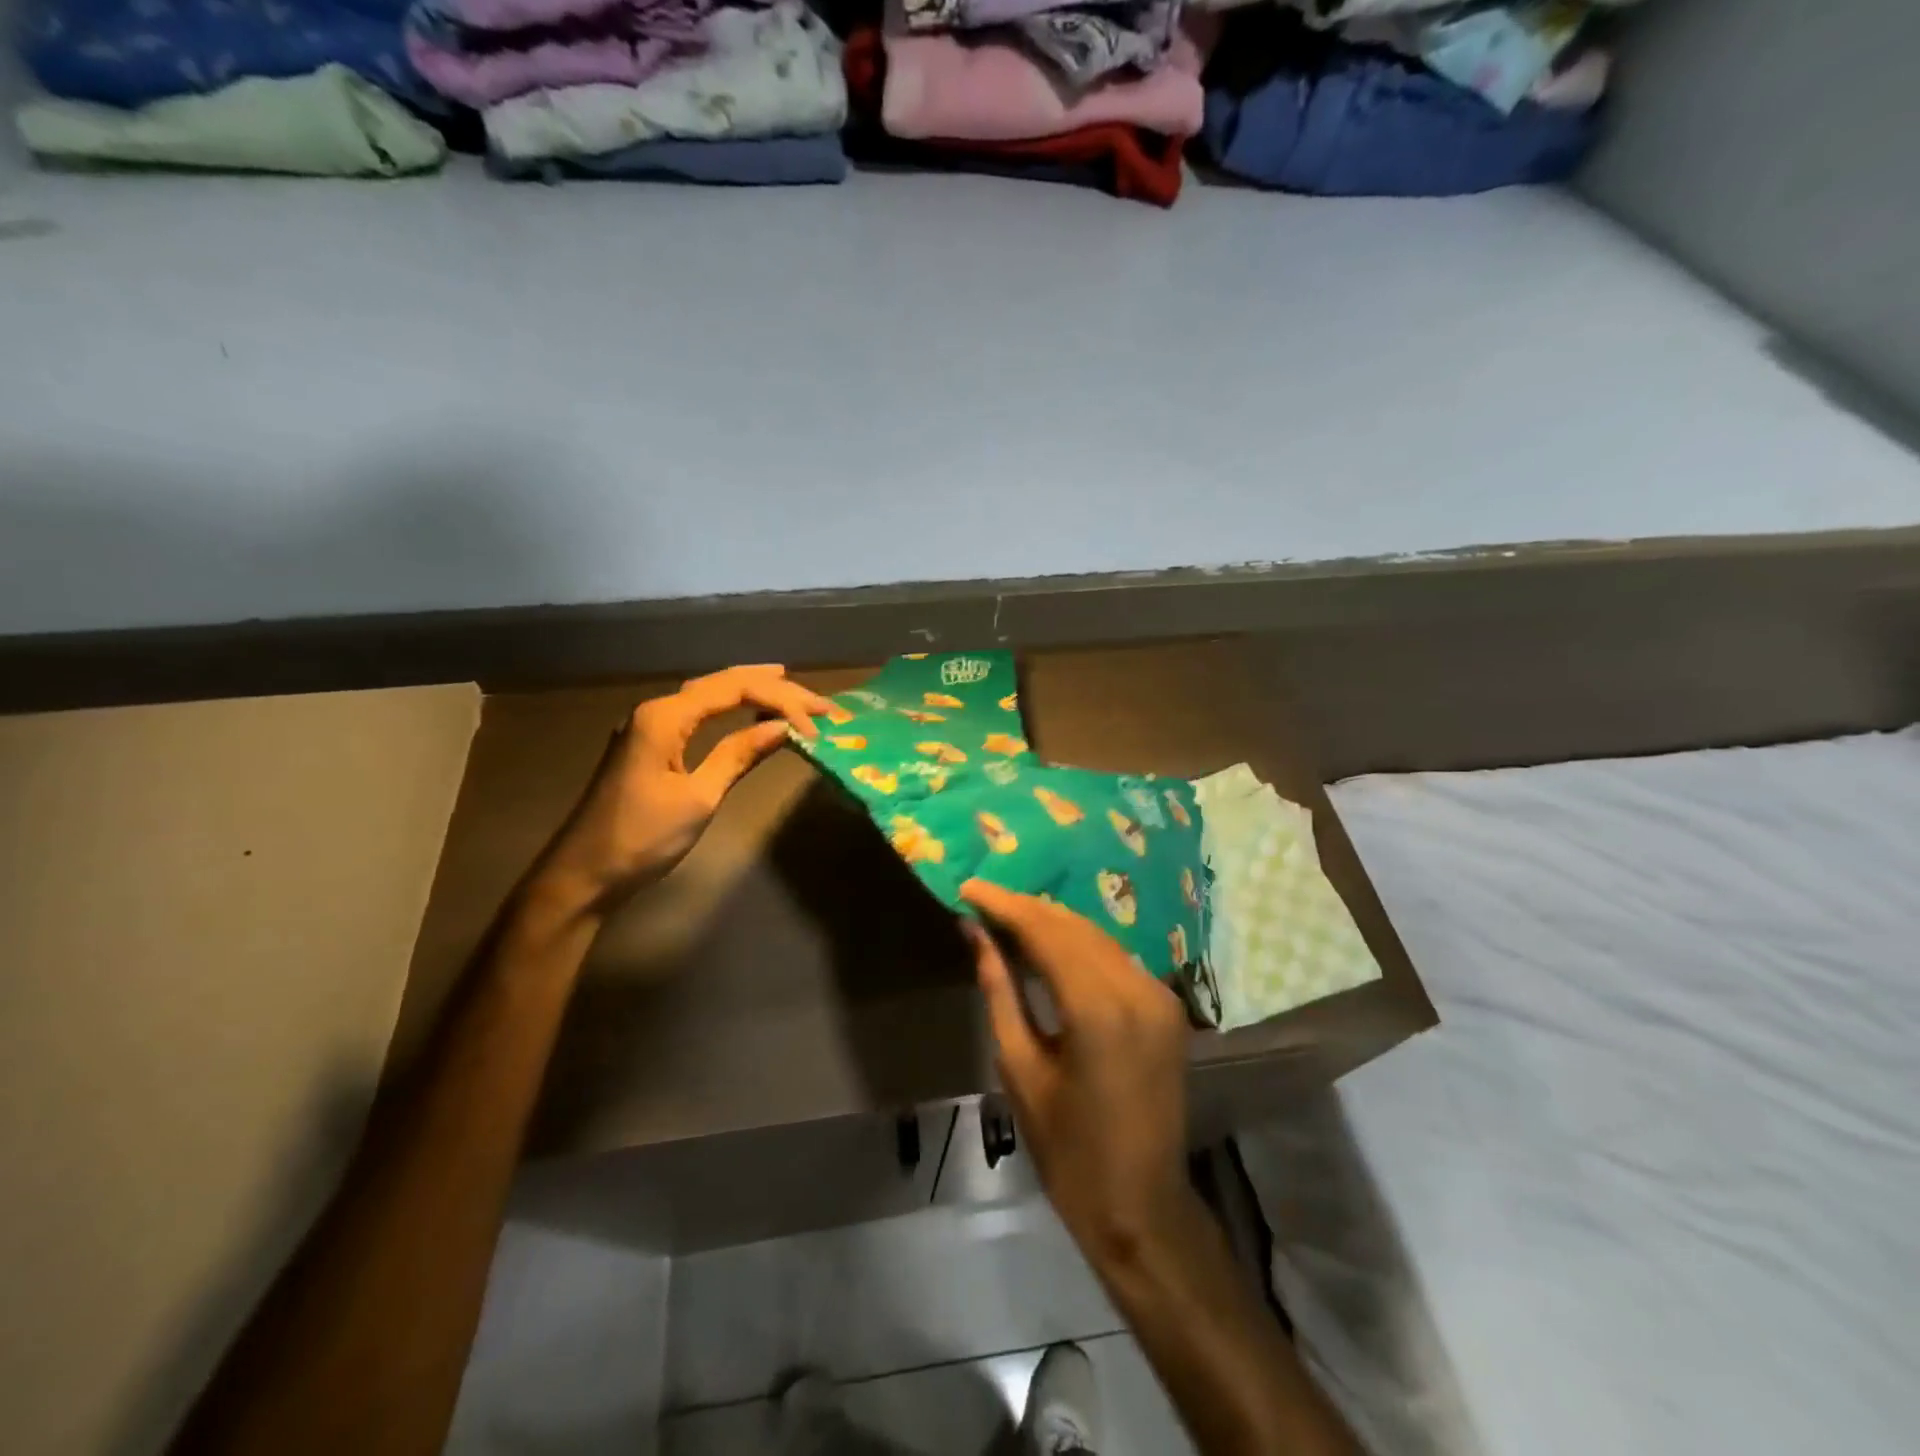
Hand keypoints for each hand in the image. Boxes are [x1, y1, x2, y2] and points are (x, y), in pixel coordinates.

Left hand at [530, 665, 832, 918]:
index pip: (733, 690)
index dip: (781, 701)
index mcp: (665, 717)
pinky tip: (749, 711)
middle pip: (722, 684)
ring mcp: (650, 726)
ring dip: (752, 692)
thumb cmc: (642, 838)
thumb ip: (739, 755)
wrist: (583, 874)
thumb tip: (783, 728)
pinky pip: (698, 713)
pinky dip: (730, 708)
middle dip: (773, 688)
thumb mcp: (699, 797)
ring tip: (792, 690)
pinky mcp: (650, 745)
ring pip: (709, 695)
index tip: (818, 724)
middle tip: (819, 701)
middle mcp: (656, 710)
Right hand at [962, 879, 1192, 1267]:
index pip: (1046, 933)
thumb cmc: (1067, 1150)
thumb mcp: (1020, 1067)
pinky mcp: (1167, 1007)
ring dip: (1052, 923)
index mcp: (1099, 1009)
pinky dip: (1079, 946)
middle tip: (983, 900)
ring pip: (1097, 937)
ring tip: (1007, 917)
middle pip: (1074, 927)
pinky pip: (1116, 959)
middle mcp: (1137, 988)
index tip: (968, 887)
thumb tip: (974, 933)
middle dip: (1026, 909)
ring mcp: (1159, 996)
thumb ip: (999, 990)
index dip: (1005, 905)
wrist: (1141, 1207)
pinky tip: (1048, 946)